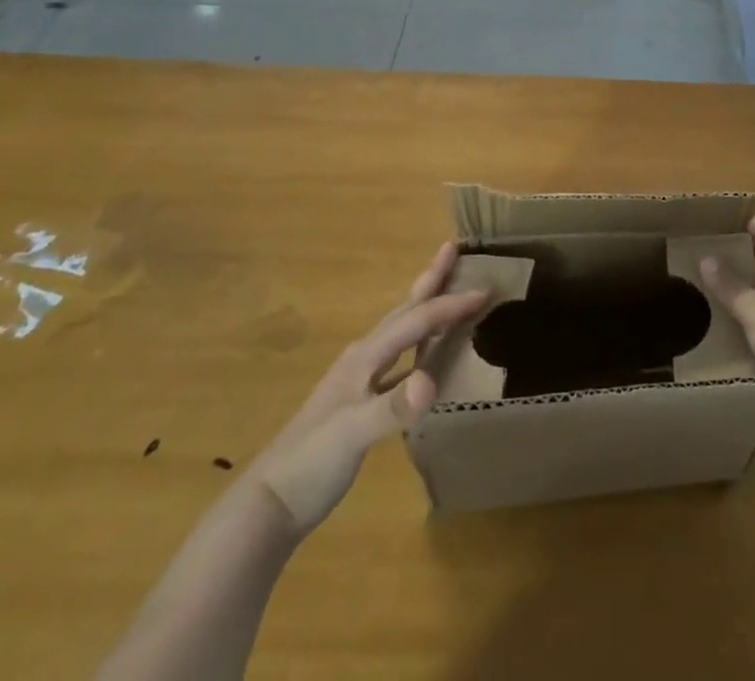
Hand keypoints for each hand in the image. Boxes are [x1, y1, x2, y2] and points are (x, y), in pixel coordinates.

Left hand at [247, 241, 485, 535]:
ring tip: (445, 290)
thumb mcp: (352, 435)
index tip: (486, 289)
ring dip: (425, 308)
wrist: (268, 505)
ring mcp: (360, 380)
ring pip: (401, 332)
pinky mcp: (361, 403)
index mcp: (365, 357)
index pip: (416, 321)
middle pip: (405, 311)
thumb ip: (391, 408)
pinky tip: (427, 360)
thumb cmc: (310, 463)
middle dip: (431, 281)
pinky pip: (399, 360)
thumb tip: (431, 378)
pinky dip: (418, 347)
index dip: (451, 305)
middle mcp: (364, 358)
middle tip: (453, 249)